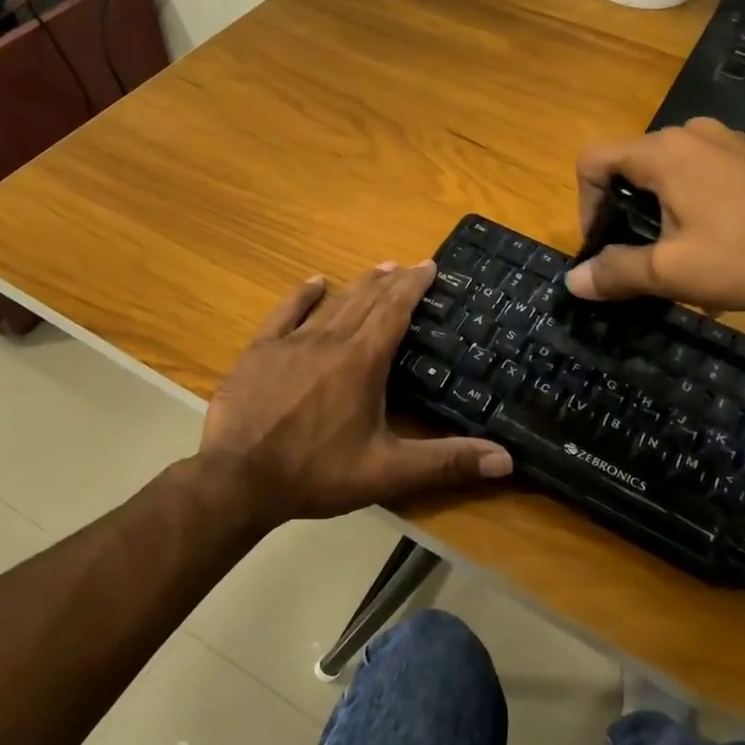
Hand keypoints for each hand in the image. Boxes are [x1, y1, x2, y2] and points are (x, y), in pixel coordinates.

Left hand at [201, 262, 512, 524]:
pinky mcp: (260, 352)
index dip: (413, 286)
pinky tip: (314, 282)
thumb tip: (505, 460)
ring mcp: (291, 343)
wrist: (238, 479)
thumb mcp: (387, 472)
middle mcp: (330, 341)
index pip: (394, 311)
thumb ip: (446, 462)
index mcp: (362, 361)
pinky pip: (285, 313)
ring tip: (377, 269)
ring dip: (357, 284)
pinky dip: (302, 296)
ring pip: (332, 303)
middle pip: (366, 300)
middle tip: (407, 265)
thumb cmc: (316, 472)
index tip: (428, 265)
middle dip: (390, 280)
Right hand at [567, 117, 744, 312]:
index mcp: (663, 152)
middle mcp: (690, 134)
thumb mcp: (671, 272)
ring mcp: (726, 142)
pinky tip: (713, 245)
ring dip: (657, 212)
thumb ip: (615, 272)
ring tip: (675, 256)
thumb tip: (572, 280)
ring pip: (667, 173)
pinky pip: (701, 175)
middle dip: (621, 213)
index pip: (594, 161)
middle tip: (636, 257)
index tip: (602, 246)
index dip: (585, 205)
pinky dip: (689, 205)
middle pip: (629, 166)